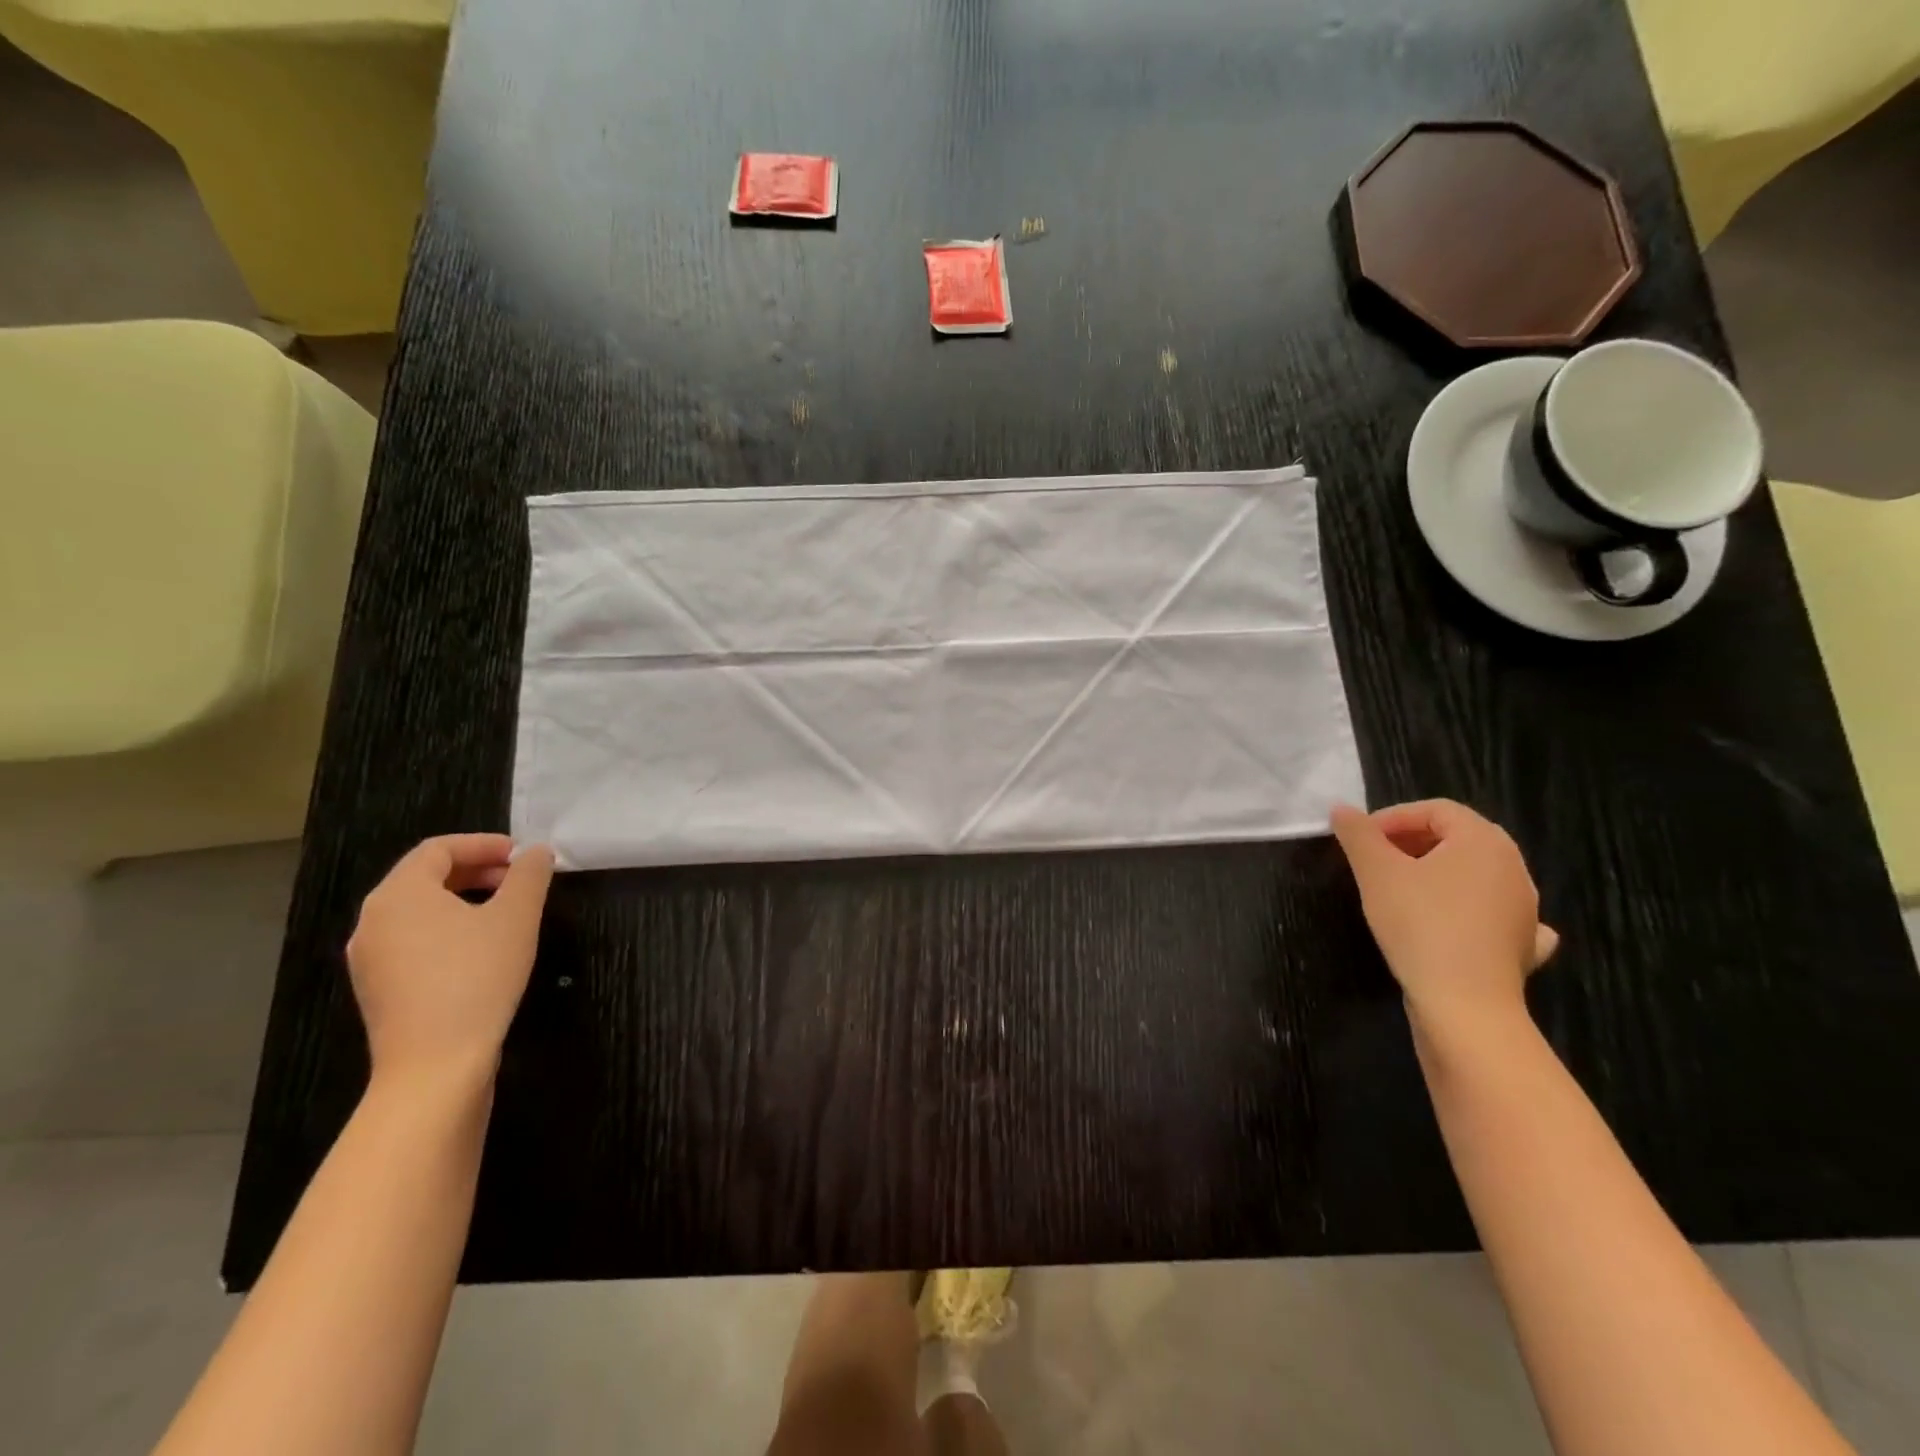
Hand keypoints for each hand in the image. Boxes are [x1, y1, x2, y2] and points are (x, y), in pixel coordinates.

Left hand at [346, 834, 555, 1087]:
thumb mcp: (517, 917)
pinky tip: (482, 950)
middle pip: (425, 878)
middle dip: (477, 870)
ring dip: (464, 900)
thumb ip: (530, 875)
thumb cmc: (477, 977)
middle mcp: (373, 921)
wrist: (435, 1066)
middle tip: (520, 880)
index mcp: (399, 894)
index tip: (524, 855)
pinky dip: (448, 930)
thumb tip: (537, 852)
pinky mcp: (379, 990)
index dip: (484, 844)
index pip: (438, 849)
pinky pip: (413, 941)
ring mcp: (370, 959)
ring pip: (419, 911)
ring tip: (507, 913)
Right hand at [1330, 800, 1556, 1026]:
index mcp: (1483, 841)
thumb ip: (1357, 834)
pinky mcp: (1522, 944)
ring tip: (1401, 891)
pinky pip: (1496, 913)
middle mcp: (1513, 867)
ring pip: (1476, 874)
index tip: (1361, 840)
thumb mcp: (1376, 872)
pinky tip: (1459, 922)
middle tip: (1375, 861)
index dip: (1393, 817)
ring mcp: (1525, 908)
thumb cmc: (1420, 925)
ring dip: (1438, 873)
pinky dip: (1473, 910)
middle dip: (1412, 842)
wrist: (1465, 1005)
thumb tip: (1341, 809)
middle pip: (1458, 838)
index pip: (1436, 809)